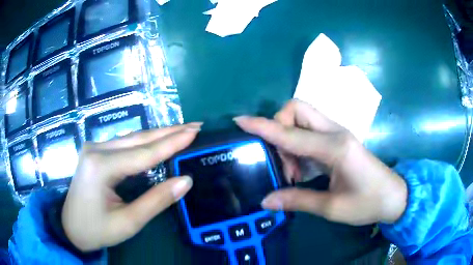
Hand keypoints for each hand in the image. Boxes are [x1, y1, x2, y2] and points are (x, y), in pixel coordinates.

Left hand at [62, 123, 201, 251]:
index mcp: (101, 167)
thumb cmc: (97, 230)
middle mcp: (96, 150)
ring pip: (131, 138)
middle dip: (168, 132)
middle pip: (138, 139)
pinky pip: (123, 144)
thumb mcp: (128, 222)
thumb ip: (156, 201)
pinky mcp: (94, 152)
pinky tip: (156, 140)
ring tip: (181, 130)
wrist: (70, 228)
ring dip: (157, 135)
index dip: (171, 143)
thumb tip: (185, 181)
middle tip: (194, 125)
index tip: (194, 131)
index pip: (143, 153)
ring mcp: (93, 148)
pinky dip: (143, 142)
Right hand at [235, 100, 406, 224]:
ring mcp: (338, 133)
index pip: (291, 133)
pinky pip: (310, 130)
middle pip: (297, 109)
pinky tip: (303, 169)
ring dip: (289, 139)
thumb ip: (298, 200)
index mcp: (335, 148)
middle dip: (279, 127)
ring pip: (303, 118)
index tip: (240, 121)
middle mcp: (335, 132)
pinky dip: (298, 145)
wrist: (393, 196)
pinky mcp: (338, 139)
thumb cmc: (368, 203)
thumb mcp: (332, 207)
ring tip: (294, 172)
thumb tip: (266, 200)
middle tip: (282, 160)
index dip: (263, 126)